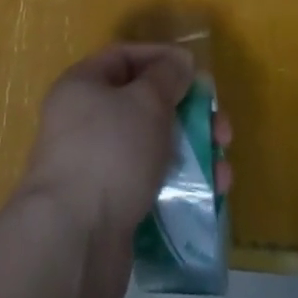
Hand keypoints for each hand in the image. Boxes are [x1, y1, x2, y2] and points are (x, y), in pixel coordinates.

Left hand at [12, 44, 233, 297]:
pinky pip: (150, 184)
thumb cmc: (110, 152)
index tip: (196, 71)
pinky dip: (179, 186)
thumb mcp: (145, 102)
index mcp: (82, 86)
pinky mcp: (110, 208)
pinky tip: (210, 198)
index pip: (124, 57)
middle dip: (187, 114)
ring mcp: (96, 167)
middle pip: (143, 105)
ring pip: (151, 148)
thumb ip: (166, 77)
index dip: (161, 59)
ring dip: (191, 154)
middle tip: (220, 130)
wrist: (74, 241)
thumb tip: (179, 62)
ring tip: (223, 171)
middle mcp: (84, 121)